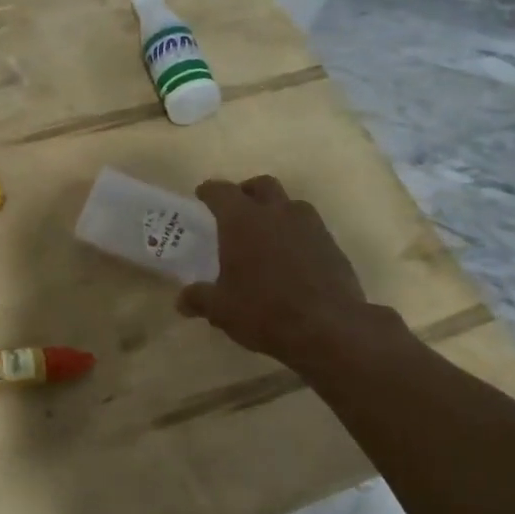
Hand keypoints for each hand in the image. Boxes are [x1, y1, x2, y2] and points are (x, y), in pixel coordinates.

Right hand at [176, 175, 384, 374]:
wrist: (329, 328)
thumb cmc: (264, 311)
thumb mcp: (221, 309)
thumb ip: (199, 299)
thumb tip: (182, 301)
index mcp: (242, 220)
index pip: (221, 191)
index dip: (209, 191)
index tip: (202, 195)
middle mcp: (276, 213)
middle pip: (261, 185)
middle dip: (246, 192)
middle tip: (237, 210)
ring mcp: (309, 226)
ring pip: (290, 204)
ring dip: (276, 211)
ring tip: (266, 235)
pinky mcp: (332, 245)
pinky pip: (310, 228)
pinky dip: (296, 234)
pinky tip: (291, 258)